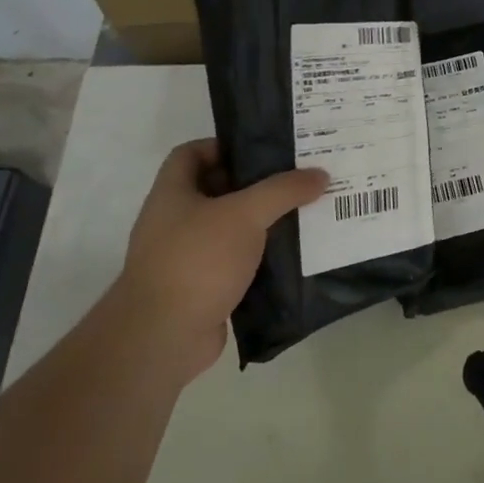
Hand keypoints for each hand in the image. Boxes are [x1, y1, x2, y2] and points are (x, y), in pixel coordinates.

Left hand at [109, 139, 326, 379]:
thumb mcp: (245, 214)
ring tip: (303, 215)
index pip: (191, 153)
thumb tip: (320, 174)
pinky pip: (236, 263)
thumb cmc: (197, 260)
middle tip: (296, 180)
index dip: (224, 146)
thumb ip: (283, 191)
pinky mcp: (202, 289)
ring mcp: (186, 257)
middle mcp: (174, 221)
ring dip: (261, 224)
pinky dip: (260, 259)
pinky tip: (292, 257)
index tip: (263, 150)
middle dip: (254, 185)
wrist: (163, 336)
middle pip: (216, 190)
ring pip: (229, 229)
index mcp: (172, 193)